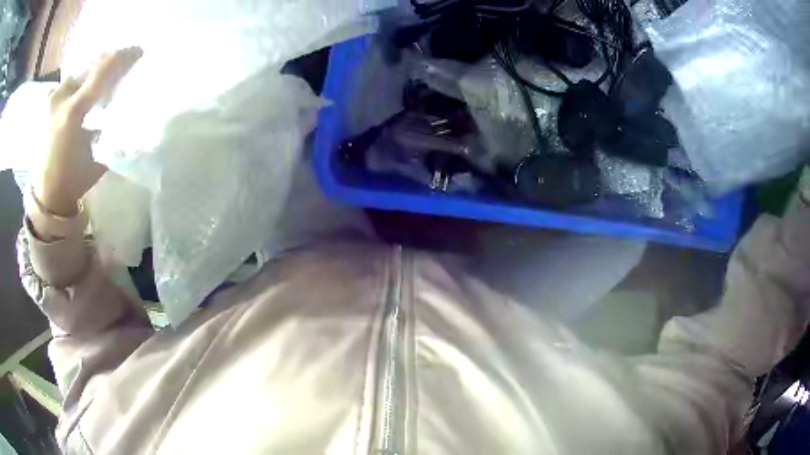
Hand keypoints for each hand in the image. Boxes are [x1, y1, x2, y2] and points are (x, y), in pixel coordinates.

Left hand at [34, 47, 141, 216]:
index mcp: (73, 112)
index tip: (138, 51)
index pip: (102, 70)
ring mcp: (51, 99)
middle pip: (90, 64)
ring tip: (104, 73)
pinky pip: (68, 81)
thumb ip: (111, 126)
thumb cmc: (73, 180)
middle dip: (108, 60)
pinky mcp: (47, 103)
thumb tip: (127, 105)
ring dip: (93, 69)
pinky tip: (86, 84)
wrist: (46, 196)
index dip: (123, 56)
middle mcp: (60, 98)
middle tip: (123, 61)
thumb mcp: (99, 156)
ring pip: (79, 70)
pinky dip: (80, 78)